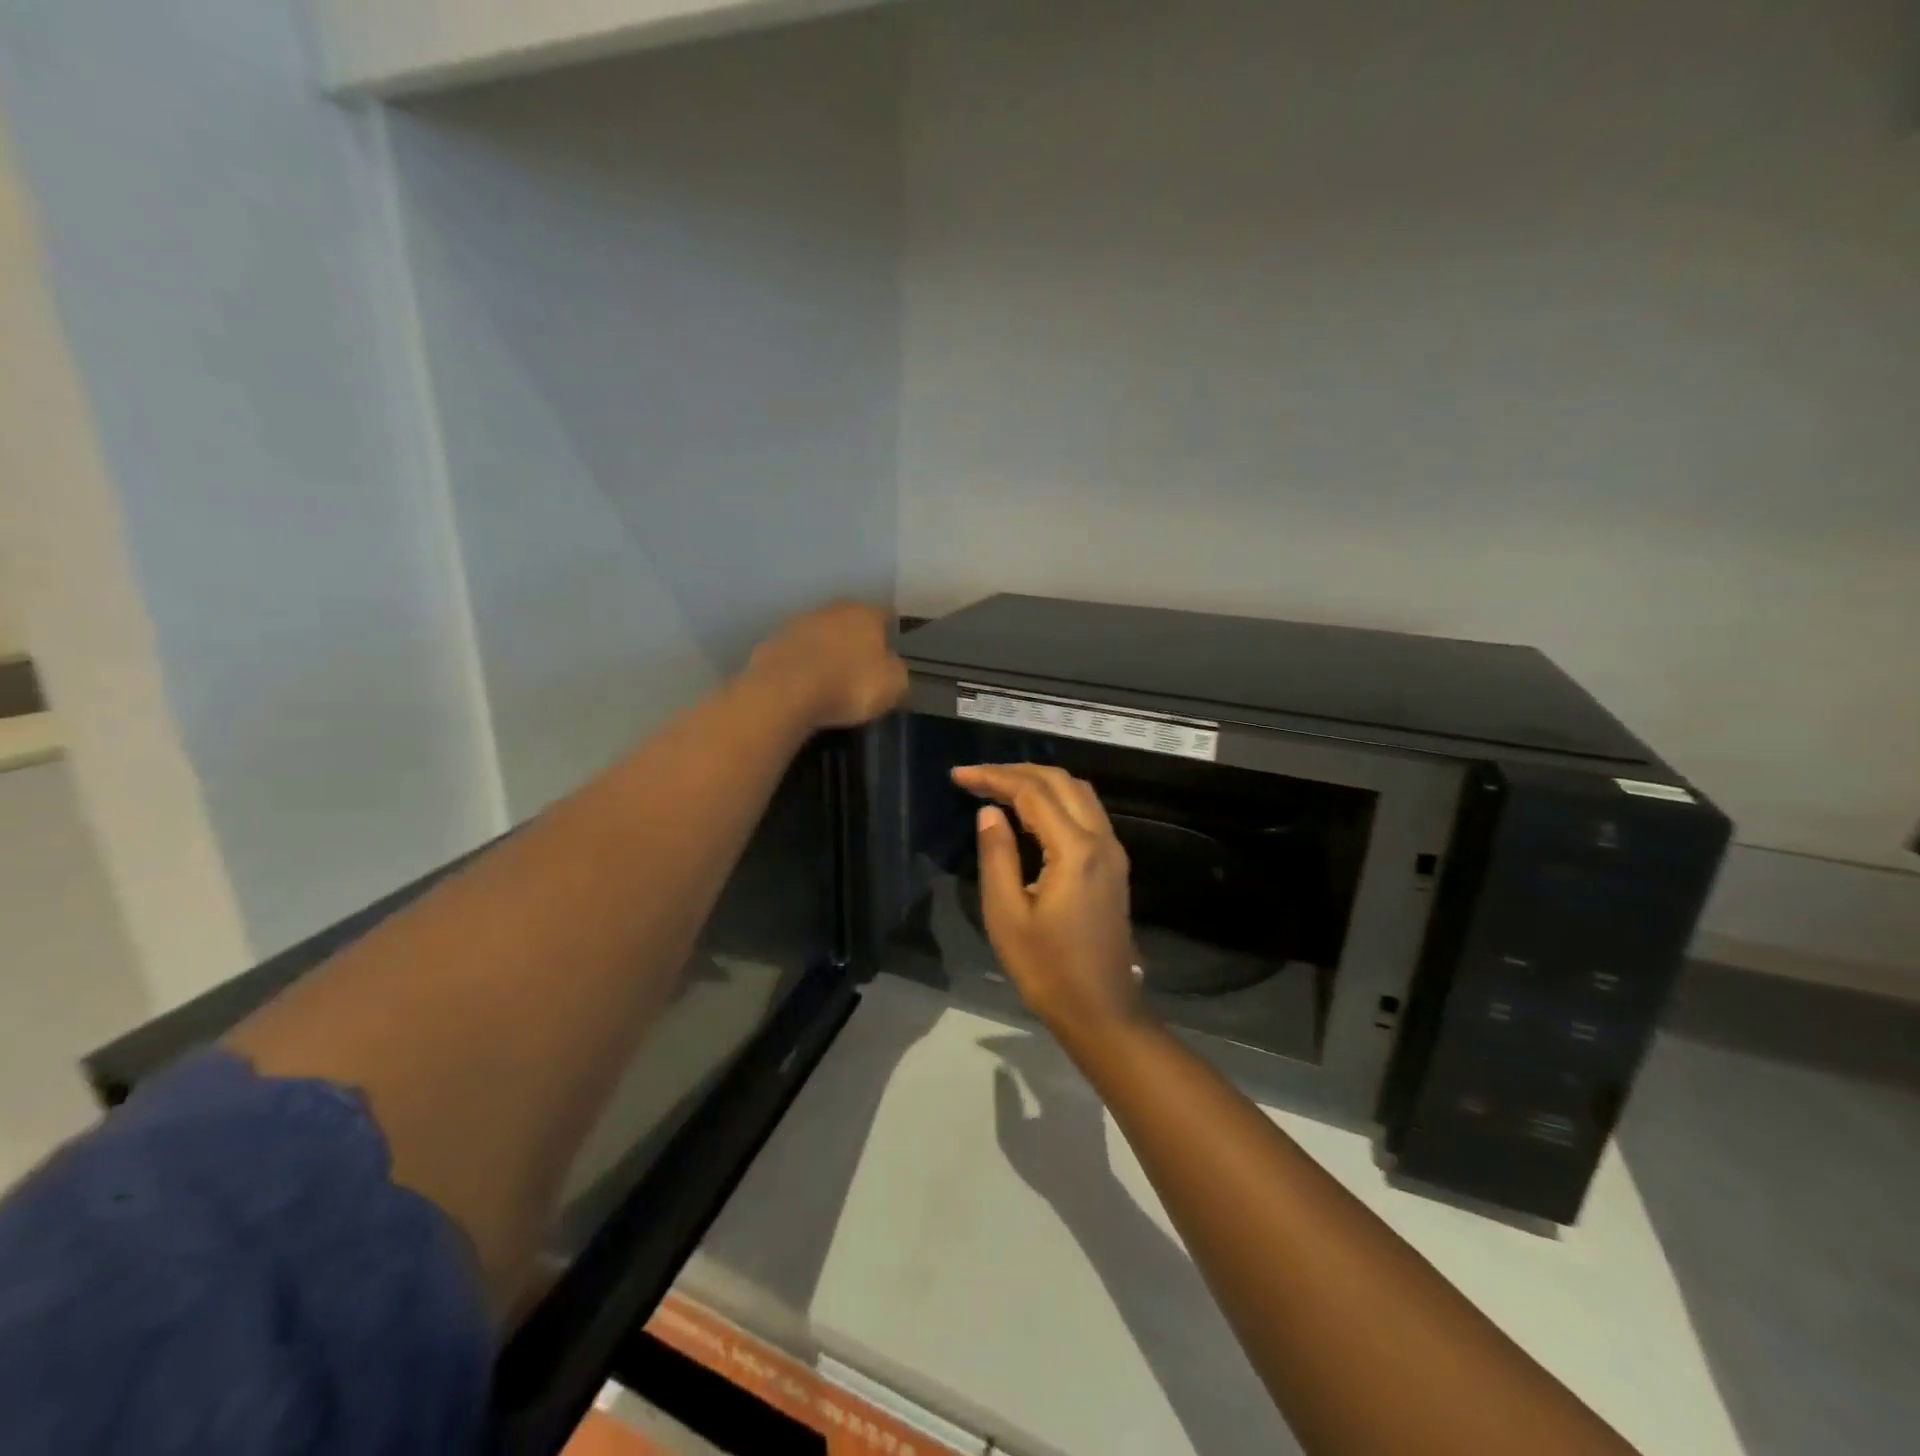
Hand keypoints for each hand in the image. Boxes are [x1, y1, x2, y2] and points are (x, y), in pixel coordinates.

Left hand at [746, 602, 908, 729]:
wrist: (785, 693)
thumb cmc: (850, 685)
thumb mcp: (893, 685)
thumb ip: (896, 671)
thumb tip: (890, 666)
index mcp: (865, 613)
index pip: (885, 616)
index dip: (890, 634)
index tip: (891, 653)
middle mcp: (831, 609)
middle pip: (849, 621)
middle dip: (855, 640)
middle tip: (861, 667)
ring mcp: (796, 624)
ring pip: (819, 635)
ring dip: (825, 651)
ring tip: (830, 679)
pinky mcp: (770, 644)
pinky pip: (795, 655)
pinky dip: (801, 666)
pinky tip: (804, 687)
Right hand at [951, 763, 1148, 1044]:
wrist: (1101, 1010)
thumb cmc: (1047, 969)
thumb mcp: (1007, 916)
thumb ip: (996, 856)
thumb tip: (988, 813)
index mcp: (1075, 851)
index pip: (1032, 793)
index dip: (994, 778)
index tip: (959, 775)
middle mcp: (1101, 840)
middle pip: (1061, 781)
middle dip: (1016, 771)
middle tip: (976, 776)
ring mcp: (1112, 851)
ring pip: (1078, 792)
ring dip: (1039, 781)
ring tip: (998, 786)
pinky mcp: (1113, 864)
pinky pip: (1086, 812)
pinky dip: (1055, 799)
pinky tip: (1028, 812)